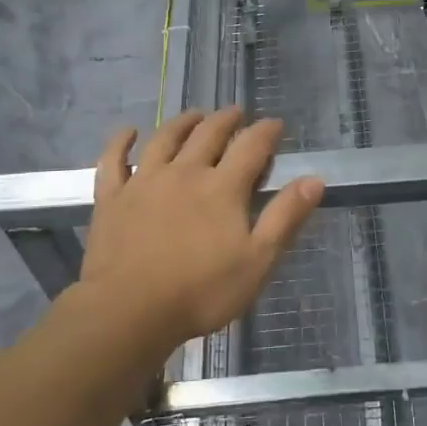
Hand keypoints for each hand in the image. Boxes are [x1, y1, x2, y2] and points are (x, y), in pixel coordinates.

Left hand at [76, 107, 323, 358]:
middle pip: (208, 134)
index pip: (251, 146)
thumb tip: (314, 179)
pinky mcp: (112, 198)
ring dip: (182, 122)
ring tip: (194, 115)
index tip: (275, 124)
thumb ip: (285, 217)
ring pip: (164, 138)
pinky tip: (127, 132)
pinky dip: (119, 142)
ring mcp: (144, 182)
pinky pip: (113, 160)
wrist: (128, 312)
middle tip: (236, 113)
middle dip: (226, 120)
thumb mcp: (257, 261)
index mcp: (222, 187)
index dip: (266, 131)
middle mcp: (184, 172)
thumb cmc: (200, 292)